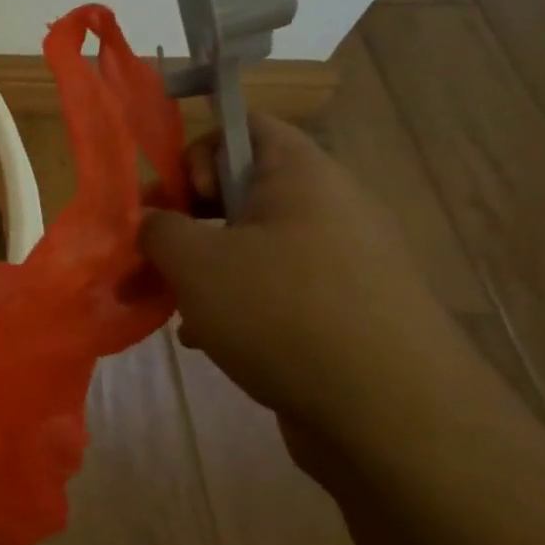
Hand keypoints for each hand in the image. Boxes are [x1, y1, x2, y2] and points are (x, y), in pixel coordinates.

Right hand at [140, 115, 467, 446]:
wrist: (393, 418)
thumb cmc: (282, 313)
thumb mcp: (194, 261)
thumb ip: (157, 227)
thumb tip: (151, 221)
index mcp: (301, 175)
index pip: (244, 126)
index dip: (196, 151)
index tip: (174, 200)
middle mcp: (329, 208)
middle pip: (240, 189)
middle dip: (186, 220)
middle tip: (156, 253)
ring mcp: (343, 262)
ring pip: (252, 245)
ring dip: (204, 268)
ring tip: (172, 305)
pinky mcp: (345, 311)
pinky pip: (276, 288)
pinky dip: (236, 304)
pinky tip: (207, 340)